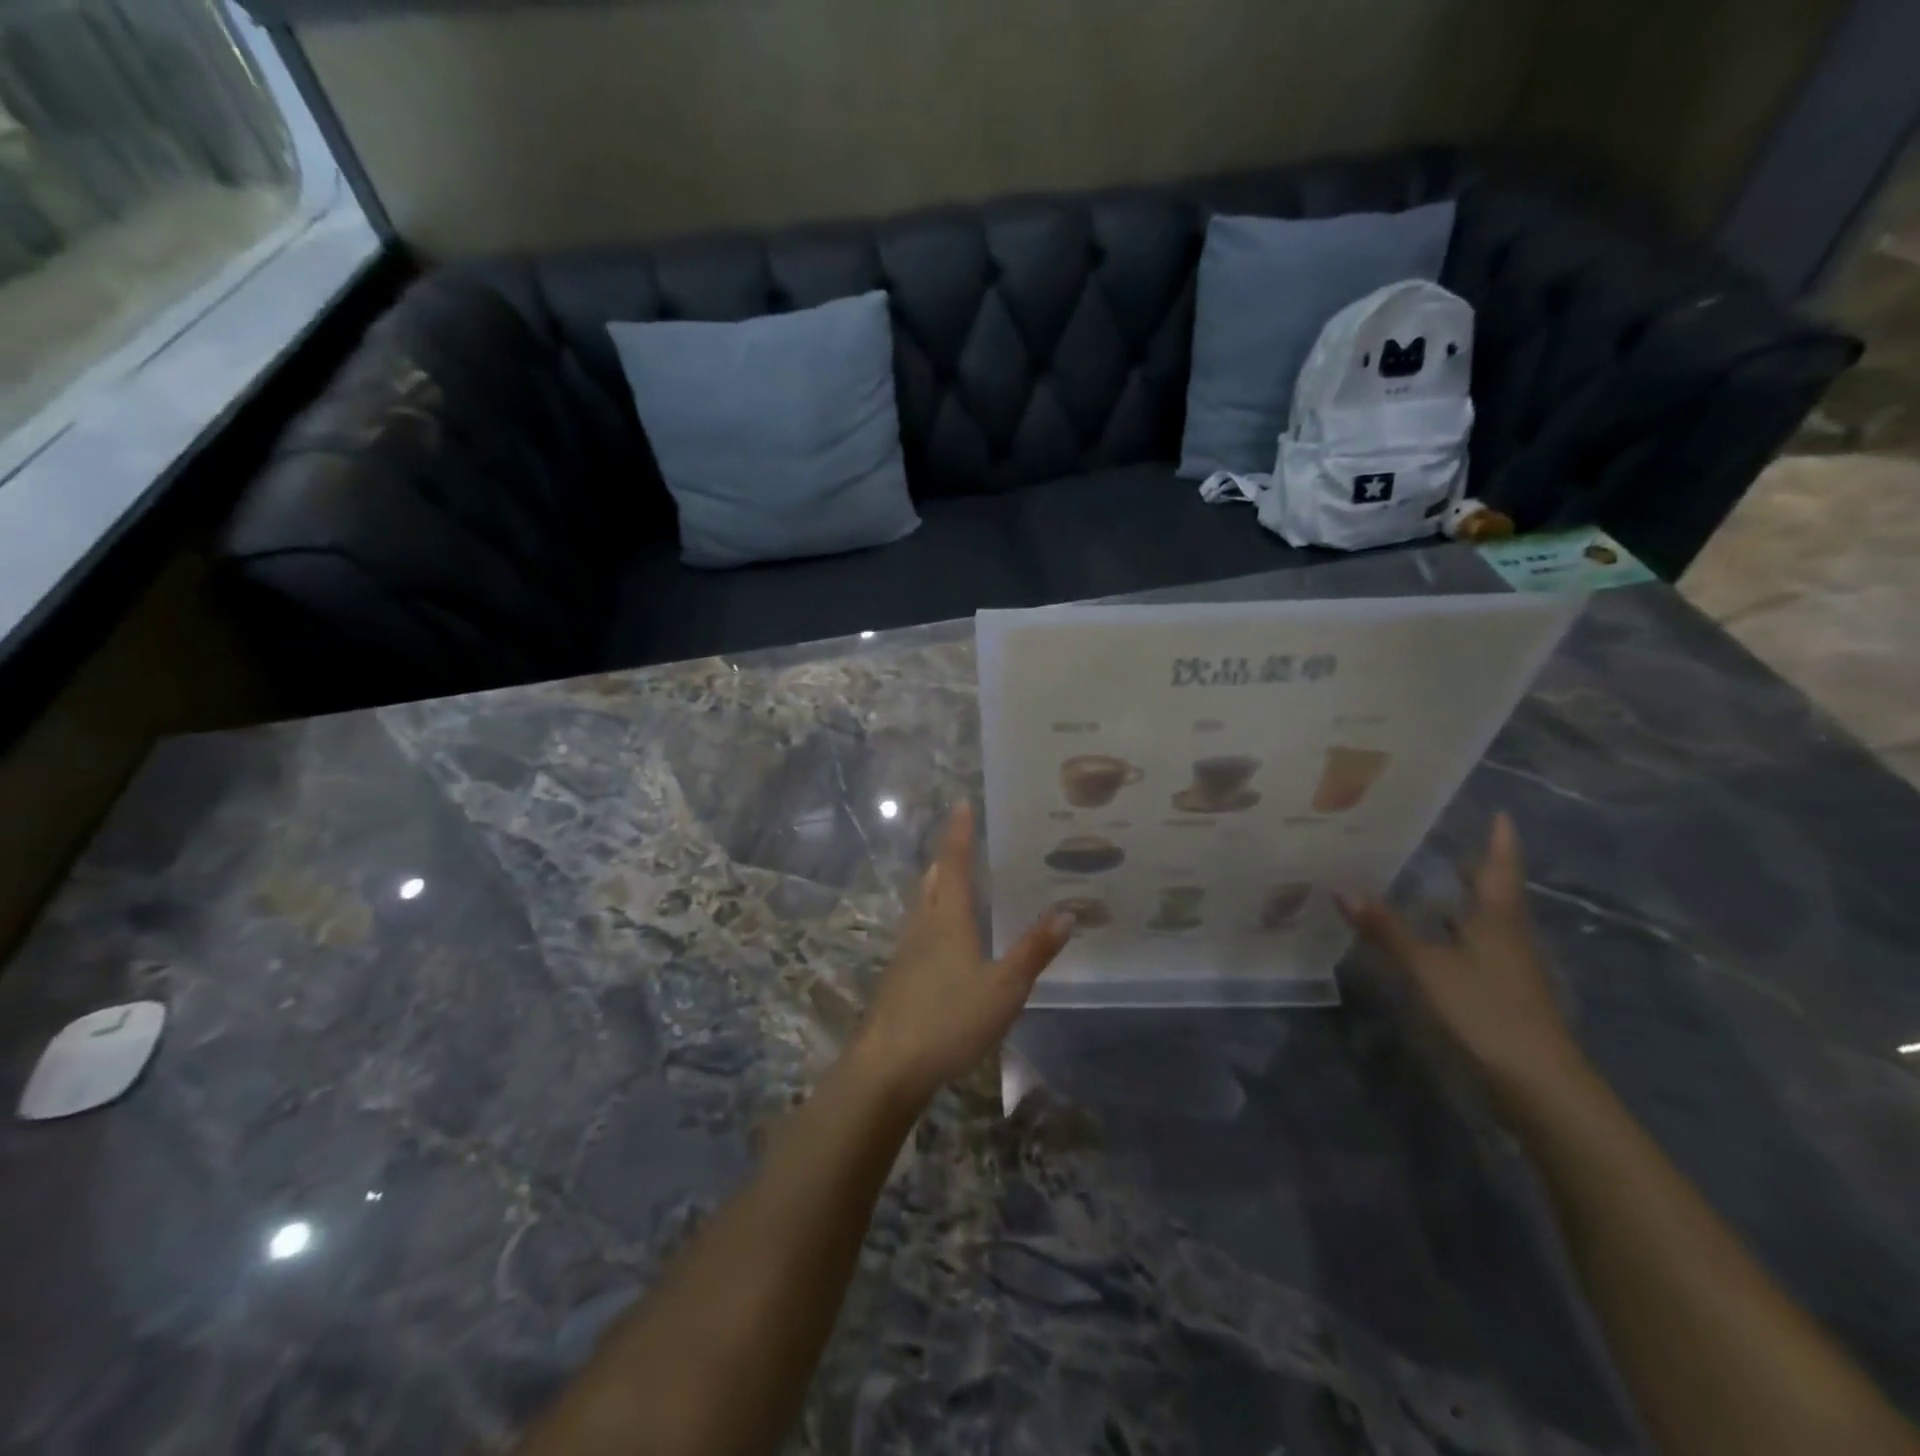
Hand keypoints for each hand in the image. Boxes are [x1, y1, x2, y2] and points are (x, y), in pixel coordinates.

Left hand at [855, 802, 1072, 1102]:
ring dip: (939, 884)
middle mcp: (923, 925)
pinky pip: (920, 929)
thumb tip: (1066, 910)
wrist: (888, 1065)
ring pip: (923, 904)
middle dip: (948, 855)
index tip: (962, 802)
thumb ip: (1033, 950)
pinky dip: (935, 915)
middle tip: (966, 839)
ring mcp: (906, 951)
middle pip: (934, 879)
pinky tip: (946, 937)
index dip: (959, 832)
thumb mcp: (1003, 988)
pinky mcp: (899, 975)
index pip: (955, 862)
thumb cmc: (948, 1019)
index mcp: (947, 918)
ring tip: (959, 880)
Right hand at [1339, 813, 1583, 1100]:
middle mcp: (1509, 935)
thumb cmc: (1485, 1010)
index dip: (1501, 841)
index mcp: (1497, 919)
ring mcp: (1511, 966)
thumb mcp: (1427, 967)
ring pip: (1489, 921)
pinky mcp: (1505, 991)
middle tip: (1455, 844)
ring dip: (1468, 900)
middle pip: (1497, 893)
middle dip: (1481, 869)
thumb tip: (1341, 888)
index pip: (1500, 869)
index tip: (1501, 814)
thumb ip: (1386, 929)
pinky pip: (1480, 945)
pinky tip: (1439, 938)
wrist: (1538, 1080)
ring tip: (1438, 883)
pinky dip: (1460, 931)